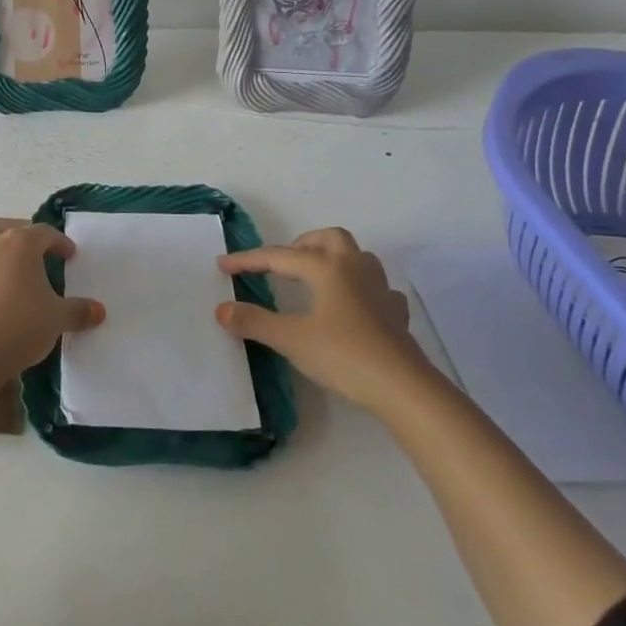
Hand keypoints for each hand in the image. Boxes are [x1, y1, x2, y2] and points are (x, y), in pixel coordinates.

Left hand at [0, 223, 104, 383]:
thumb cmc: (19, 324)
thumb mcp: (57, 319)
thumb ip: (78, 311)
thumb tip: (99, 310)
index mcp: (19, 245)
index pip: (44, 233)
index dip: (59, 242)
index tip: (70, 255)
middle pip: (5, 234)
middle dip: (19, 245)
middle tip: (34, 264)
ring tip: (13, 292)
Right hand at [216, 227, 430, 405]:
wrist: (403, 387)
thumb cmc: (343, 355)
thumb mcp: (291, 339)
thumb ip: (254, 322)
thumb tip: (222, 309)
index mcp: (326, 267)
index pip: (279, 256)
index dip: (248, 260)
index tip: (223, 265)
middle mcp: (355, 268)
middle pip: (327, 238)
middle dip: (300, 245)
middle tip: (279, 265)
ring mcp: (380, 288)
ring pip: (356, 256)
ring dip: (332, 258)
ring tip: (314, 278)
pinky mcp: (395, 313)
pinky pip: (376, 287)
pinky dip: (358, 288)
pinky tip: (352, 306)